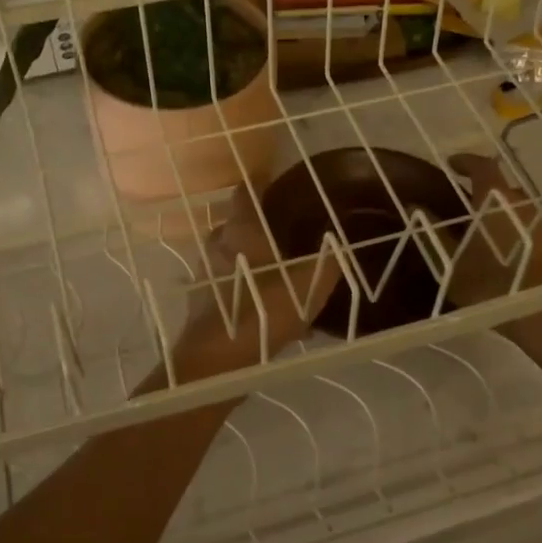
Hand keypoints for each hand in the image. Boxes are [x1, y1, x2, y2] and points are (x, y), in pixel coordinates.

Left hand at [174, 185, 342, 377]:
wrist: (218, 358)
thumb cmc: (264, 310)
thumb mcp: (309, 285)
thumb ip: (327, 262)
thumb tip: (340, 246)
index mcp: (242, 229)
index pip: (246, 191)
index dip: (261, 183)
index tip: (278, 184)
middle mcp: (218, 242)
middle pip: (236, 222)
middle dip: (256, 223)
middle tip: (283, 229)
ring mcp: (205, 270)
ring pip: (228, 252)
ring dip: (247, 255)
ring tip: (274, 267)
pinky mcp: (200, 296)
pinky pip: (225, 279)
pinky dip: (240, 282)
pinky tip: (261, 300)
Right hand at [442, 152, 541, 308]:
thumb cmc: (493, 285)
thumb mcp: (451, 264)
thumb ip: (433, 233)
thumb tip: (416, 207)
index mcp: (496, 200)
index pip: (482, 166)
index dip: (466, 162)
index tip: (452, 164)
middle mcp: (524, 205)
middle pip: (503, 188)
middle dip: (484, 193)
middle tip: (465, 208)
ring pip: (520, 211)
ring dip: (503, 216)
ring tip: (486, 235)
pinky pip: (533, 231)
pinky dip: (519, 235)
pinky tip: (509, 257)